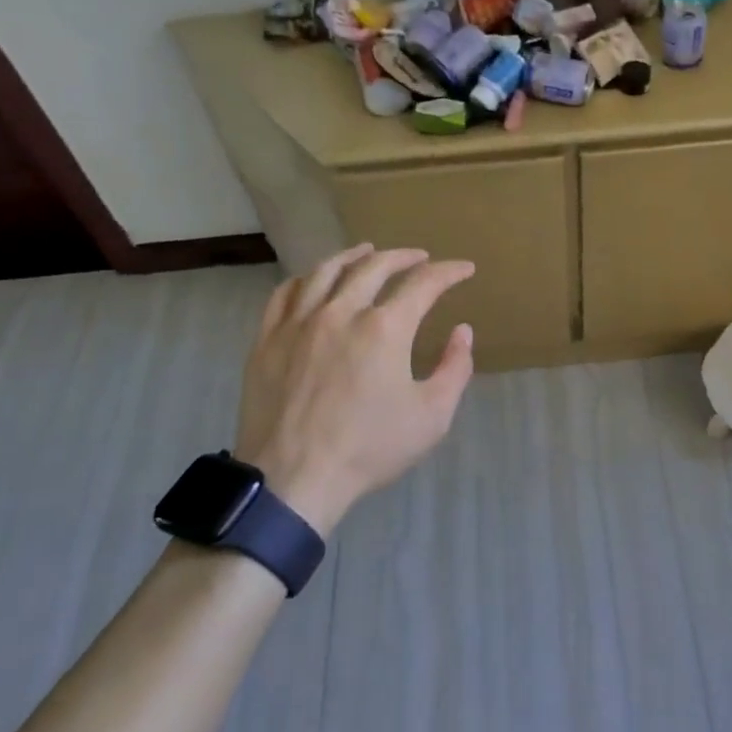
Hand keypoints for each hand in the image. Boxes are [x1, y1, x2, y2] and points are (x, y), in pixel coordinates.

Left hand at [235, 244, 476, 536]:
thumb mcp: (432, 417)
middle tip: (420, 257)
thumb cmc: (368, 450)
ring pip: (326, 271)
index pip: (423, 284)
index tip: (464, 269)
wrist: (292, 481)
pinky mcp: (267, 340)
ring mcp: (299, 323)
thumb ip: (455, 369)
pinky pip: (285, 294)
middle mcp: (341, 312)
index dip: (449, 272)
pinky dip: (306, 279)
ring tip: (368, 251)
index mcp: (385, 328)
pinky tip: (314, 280)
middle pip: (375, 266)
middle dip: (404, 256)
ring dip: (354, 256)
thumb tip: (462, 331)